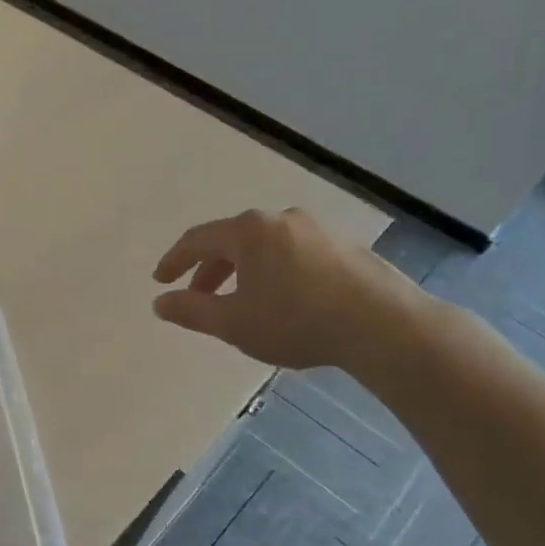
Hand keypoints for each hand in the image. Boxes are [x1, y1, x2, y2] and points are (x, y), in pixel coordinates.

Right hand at [151, 208, 424, 370]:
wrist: (384, 326)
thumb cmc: (296, 320)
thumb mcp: (233, 322)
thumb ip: (191, 310)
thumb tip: (160, 302)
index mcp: (248, 231)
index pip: (197, 239)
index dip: (174, 261)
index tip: (160, 282)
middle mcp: (280, 220)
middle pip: (231, 240)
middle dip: (209, 269)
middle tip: (198, 296)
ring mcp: (317, 230)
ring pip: (264, 247)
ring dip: (242, 271)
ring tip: (239, 301)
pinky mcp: (344, 247)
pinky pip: (292, 254)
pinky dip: (273, 272)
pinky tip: (280, 300)